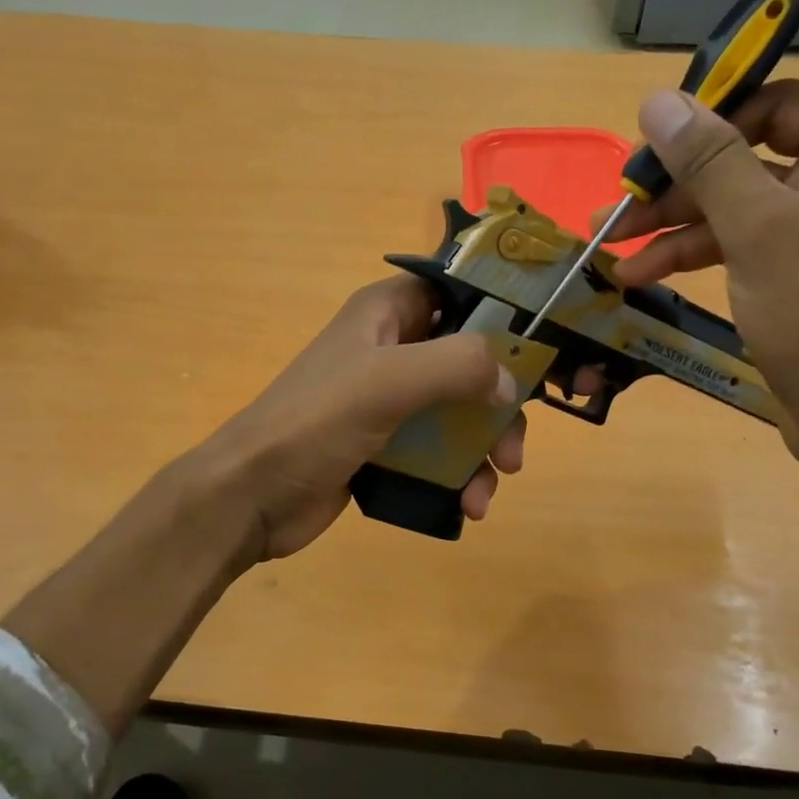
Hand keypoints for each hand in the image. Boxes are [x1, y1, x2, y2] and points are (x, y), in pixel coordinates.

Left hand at [201, 277, 526, 558]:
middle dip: (499, 405)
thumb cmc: (315, 423)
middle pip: (471, 362)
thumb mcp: (387, 382)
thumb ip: (456, 366)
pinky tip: (468, 505)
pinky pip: (439, 450)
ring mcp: (390, 400)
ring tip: (489, 486)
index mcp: (388, 312)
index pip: (460, 292)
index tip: (545, 349)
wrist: (253, 495)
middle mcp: (393, 348)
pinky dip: (459, 475)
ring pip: (460, 412)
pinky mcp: (387, 444)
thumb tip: (511, 380)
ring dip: (483, 448)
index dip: (504, 313)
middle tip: (512, 448)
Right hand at [600, 0, 798, 474]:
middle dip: (701, 137)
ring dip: (684, 200)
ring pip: (750, 177)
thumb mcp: (762, 231)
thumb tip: (658, 103)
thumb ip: (710, 161)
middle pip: (777, 110)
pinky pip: (747, 227)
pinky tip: (642, 268)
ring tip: (621, 229)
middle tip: (638, 159)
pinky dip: (698, 241)